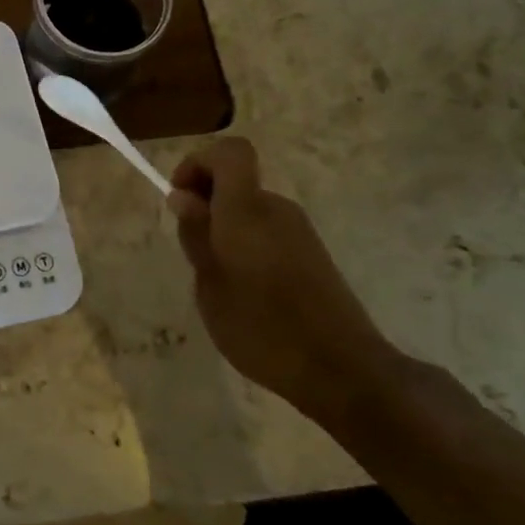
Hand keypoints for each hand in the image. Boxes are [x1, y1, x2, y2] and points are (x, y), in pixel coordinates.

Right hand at [167, 138, 399, 418]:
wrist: (343, 371)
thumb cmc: (263, 329)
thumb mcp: (210, 286)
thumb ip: (196, 235)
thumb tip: (183, 197)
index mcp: (248, 210)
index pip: (229, 152)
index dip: (199, 163)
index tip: (180, 199)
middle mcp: (277, 209)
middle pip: (236, 180)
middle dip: (206, 203)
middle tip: (193, 252)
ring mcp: (299, 231)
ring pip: (250, 208)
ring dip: (225, 228)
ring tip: (217, 279)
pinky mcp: (313, 254)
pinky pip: (267, 230)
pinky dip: (247, 245)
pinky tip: (246, 291)